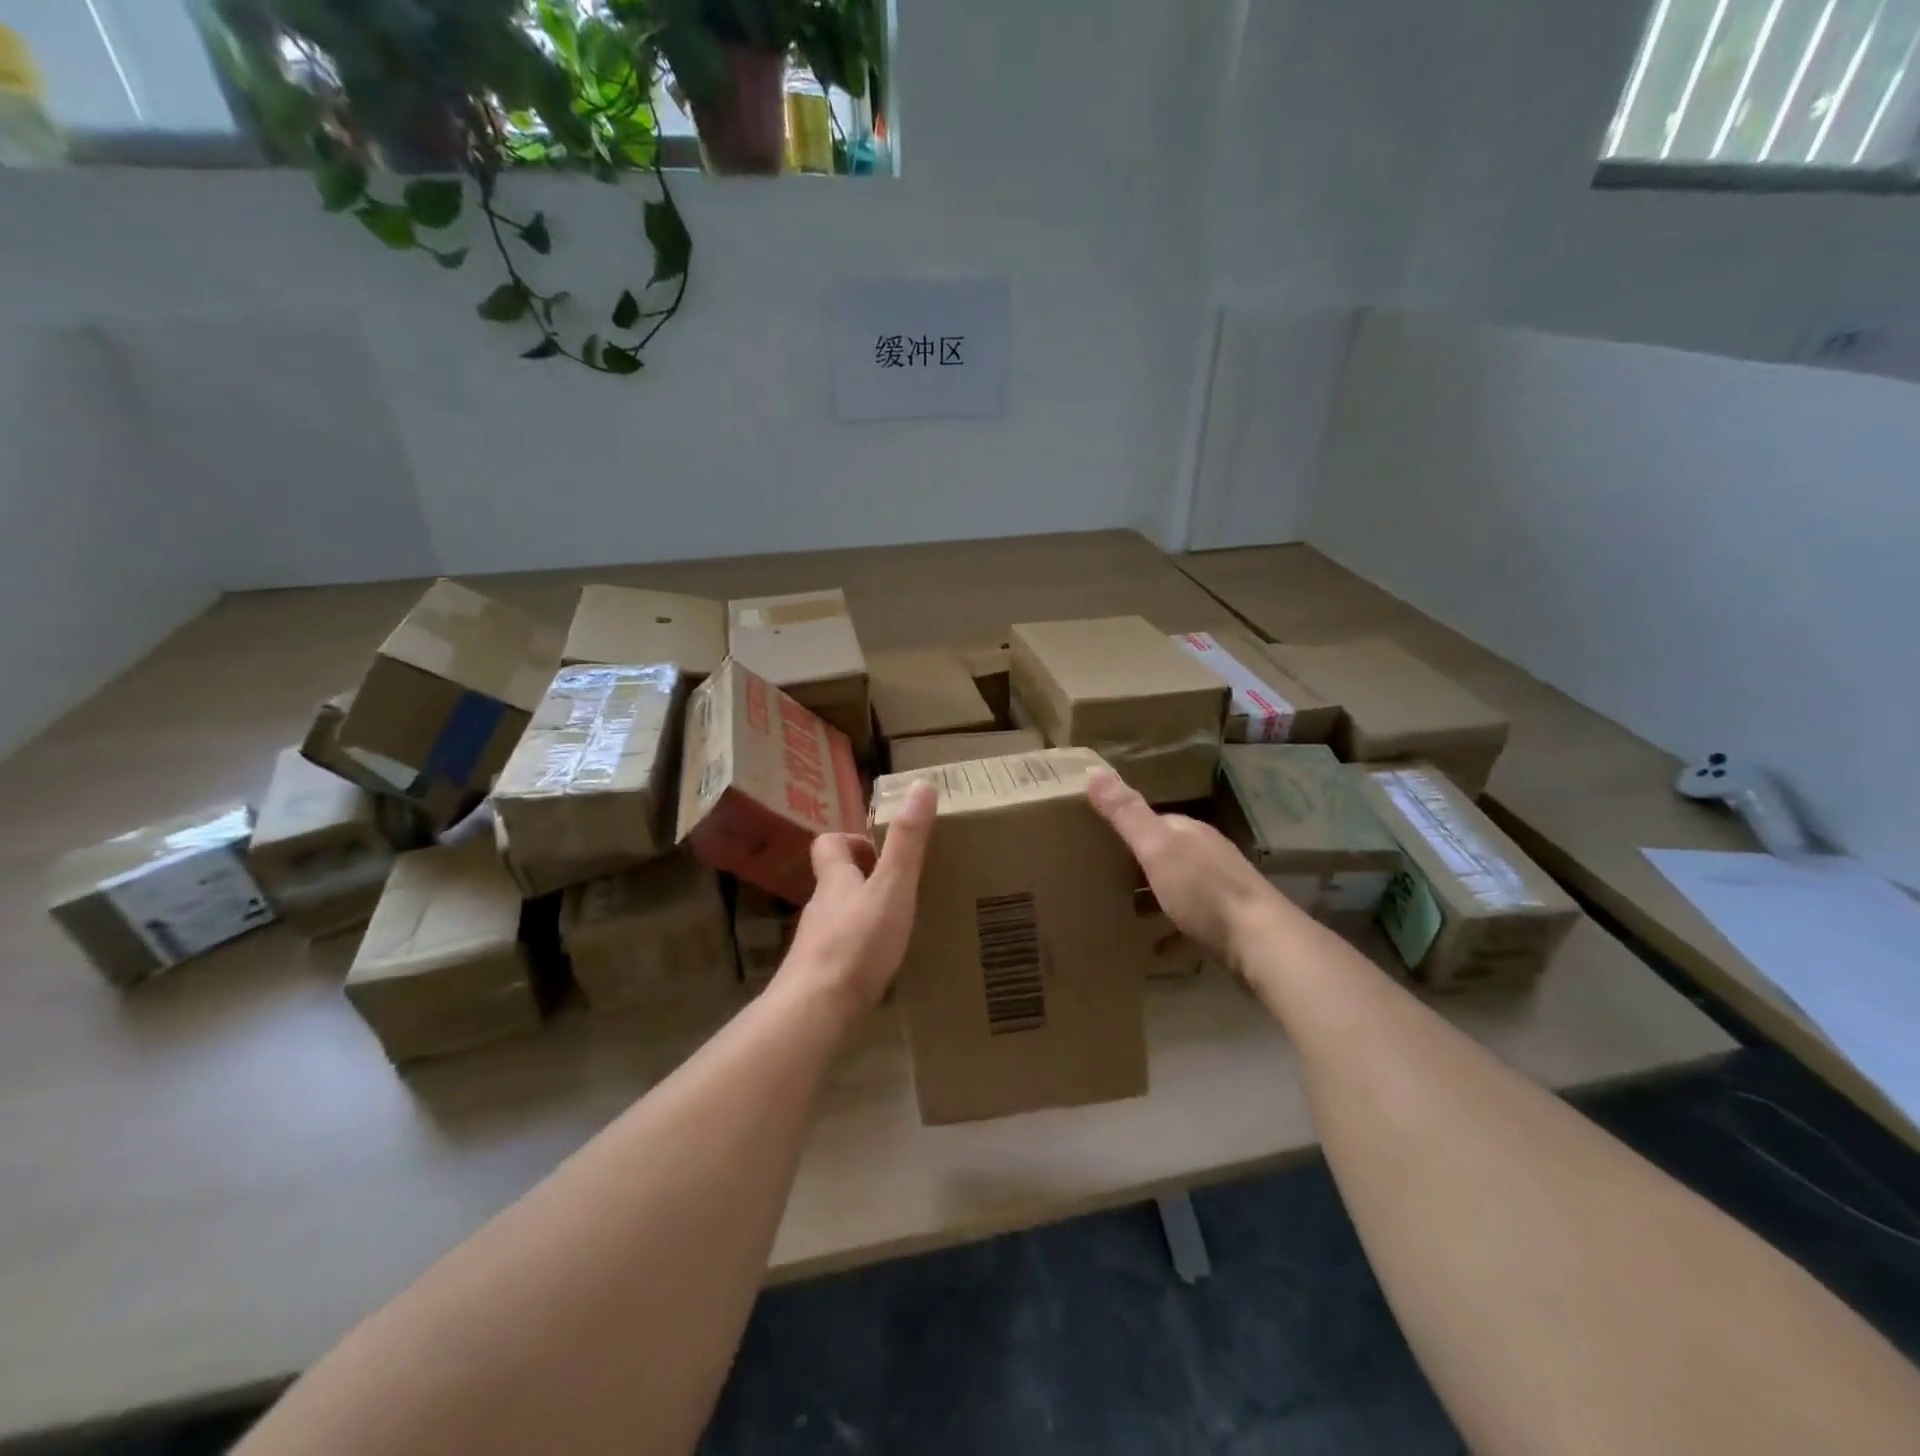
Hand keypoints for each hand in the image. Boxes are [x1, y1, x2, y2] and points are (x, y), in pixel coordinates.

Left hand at [781, 781, 937, 1014]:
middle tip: (901, 888)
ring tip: (899, 927)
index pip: (829, 844)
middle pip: (835, 882)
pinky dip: (860, 951)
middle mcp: (820, 907)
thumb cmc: (857, 943)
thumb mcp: (892, 887)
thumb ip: (907, 841)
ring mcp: (816, 945)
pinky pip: (841, 953)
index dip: (851, 840)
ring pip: (839, 918)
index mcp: (834, 880)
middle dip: (864, 880)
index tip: (879, 850)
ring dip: (864, 916)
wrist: (815, 1012)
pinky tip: (882, 967)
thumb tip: (921, 784)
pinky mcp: (819, 978)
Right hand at [1086, 768, 1281, 963]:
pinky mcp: (1229, 923)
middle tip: (1102, 876)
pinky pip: (1191, 920)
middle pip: (1167, 853)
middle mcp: (1208, 855)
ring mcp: (1222, 889)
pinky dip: (1171, 928)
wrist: (1261, 943)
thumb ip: (1126, 813)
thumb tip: (1093, 769)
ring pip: (1180, 885)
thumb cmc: (1203, 890)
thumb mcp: (1156, 848)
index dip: (1126, 826)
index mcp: (1190, 833)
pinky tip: (1155, 945)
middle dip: (1139, 861)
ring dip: (1154, 893)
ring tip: (1121, 909)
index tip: (1096, 838)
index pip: (1154, 821)